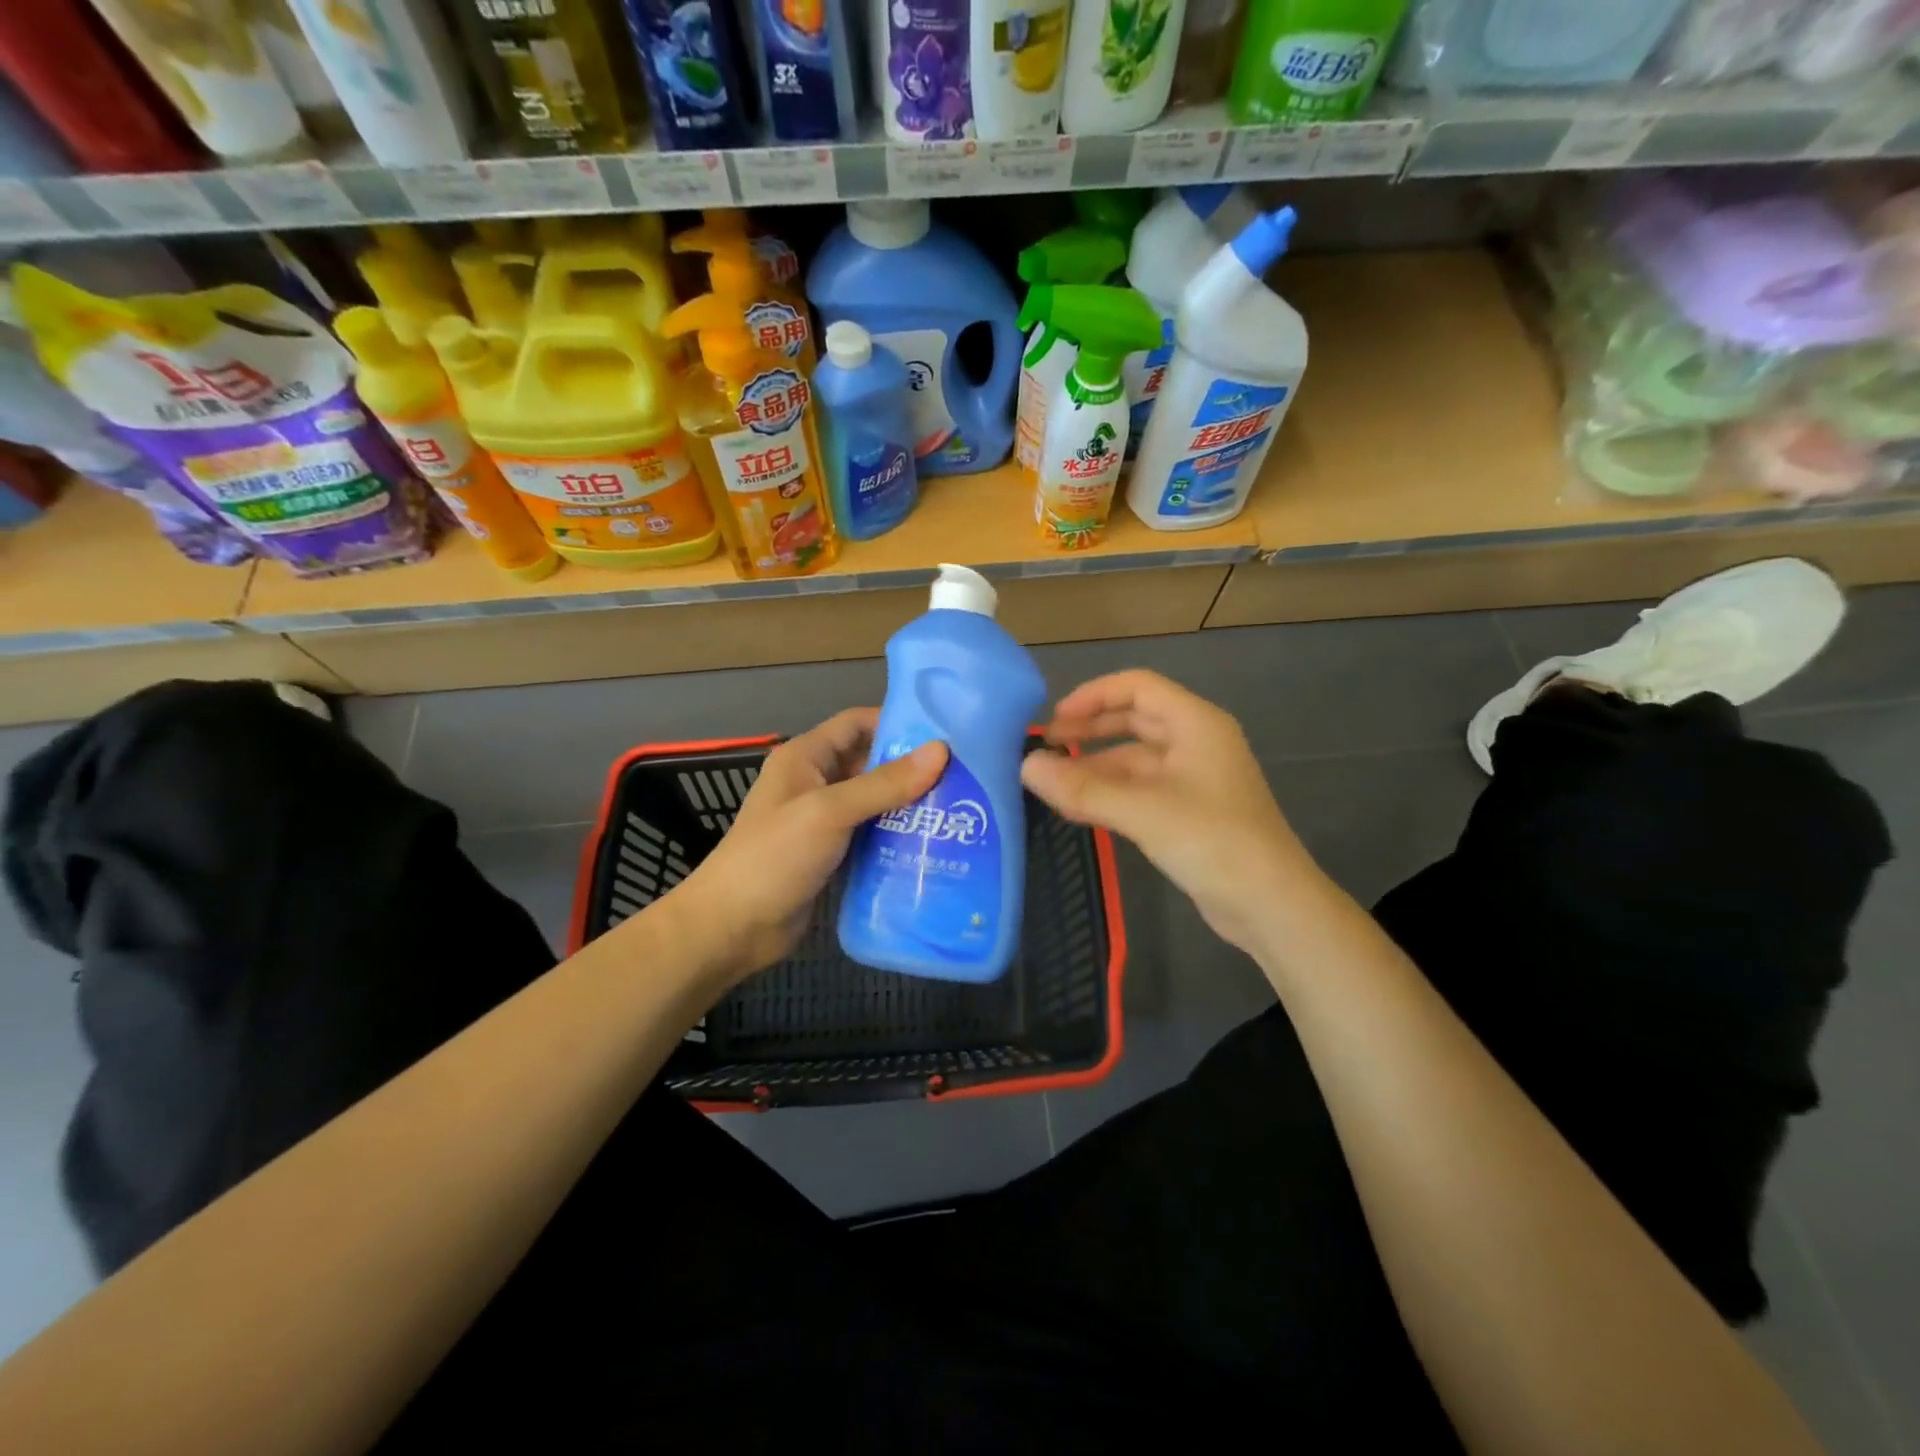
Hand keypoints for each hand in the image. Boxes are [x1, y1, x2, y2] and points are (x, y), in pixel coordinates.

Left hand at [671, 709, 946, 982]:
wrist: (734, 927)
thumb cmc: (775, 856)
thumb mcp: (830, 811)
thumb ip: (884, 783)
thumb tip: (941, 750)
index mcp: (806, 757)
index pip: (857, 723)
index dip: (897, 722)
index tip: (946, 732)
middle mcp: (816, 782)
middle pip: (871, 762)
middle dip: (912, 767)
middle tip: (964, 774)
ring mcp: (825, 821)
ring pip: (875, 801)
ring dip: (909, 804)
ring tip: (959, 808)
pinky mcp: (833, 854)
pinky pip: (872, 834)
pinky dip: (898, 835)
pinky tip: (934, 843)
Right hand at [1022, 671, 1310, 956]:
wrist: (1271, 905)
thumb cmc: (1213, 841)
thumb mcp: (1143, 811)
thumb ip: (1082, 788)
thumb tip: (1025, 766)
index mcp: (1195, 723)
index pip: (1137, 686)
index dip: (1093, 696)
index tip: (1054, 720)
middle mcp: (1195, 742)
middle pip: (1134, 719)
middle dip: (1089, 730)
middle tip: (1046, 748)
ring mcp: (1192, 779)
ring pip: (1133, 759)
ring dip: (1094, 766)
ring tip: (1051, 783)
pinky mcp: (1187, 812)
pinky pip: (1139, 789)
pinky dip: (1109, 793)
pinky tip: (1077, 808)